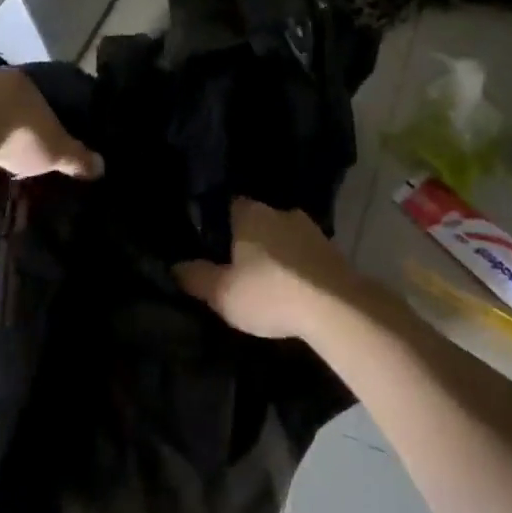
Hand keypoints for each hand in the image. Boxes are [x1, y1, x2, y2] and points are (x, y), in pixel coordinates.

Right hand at [174, 198, 356, 339]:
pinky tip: (293, 288)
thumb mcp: (223, 293)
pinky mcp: (332, 250)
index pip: (229, 205)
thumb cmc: (270, 292)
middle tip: (238, 267)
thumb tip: (175, 265)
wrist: (335, 306)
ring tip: (267, 281)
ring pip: (284, 237)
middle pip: (258, 221)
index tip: (213, 243)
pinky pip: (305, 254)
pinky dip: (297, 266)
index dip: (220, 223)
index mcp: (251, 213)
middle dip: (249, 240)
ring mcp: (310, 229)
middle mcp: (281, 211)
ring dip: (276, 254)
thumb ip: (196, 277)